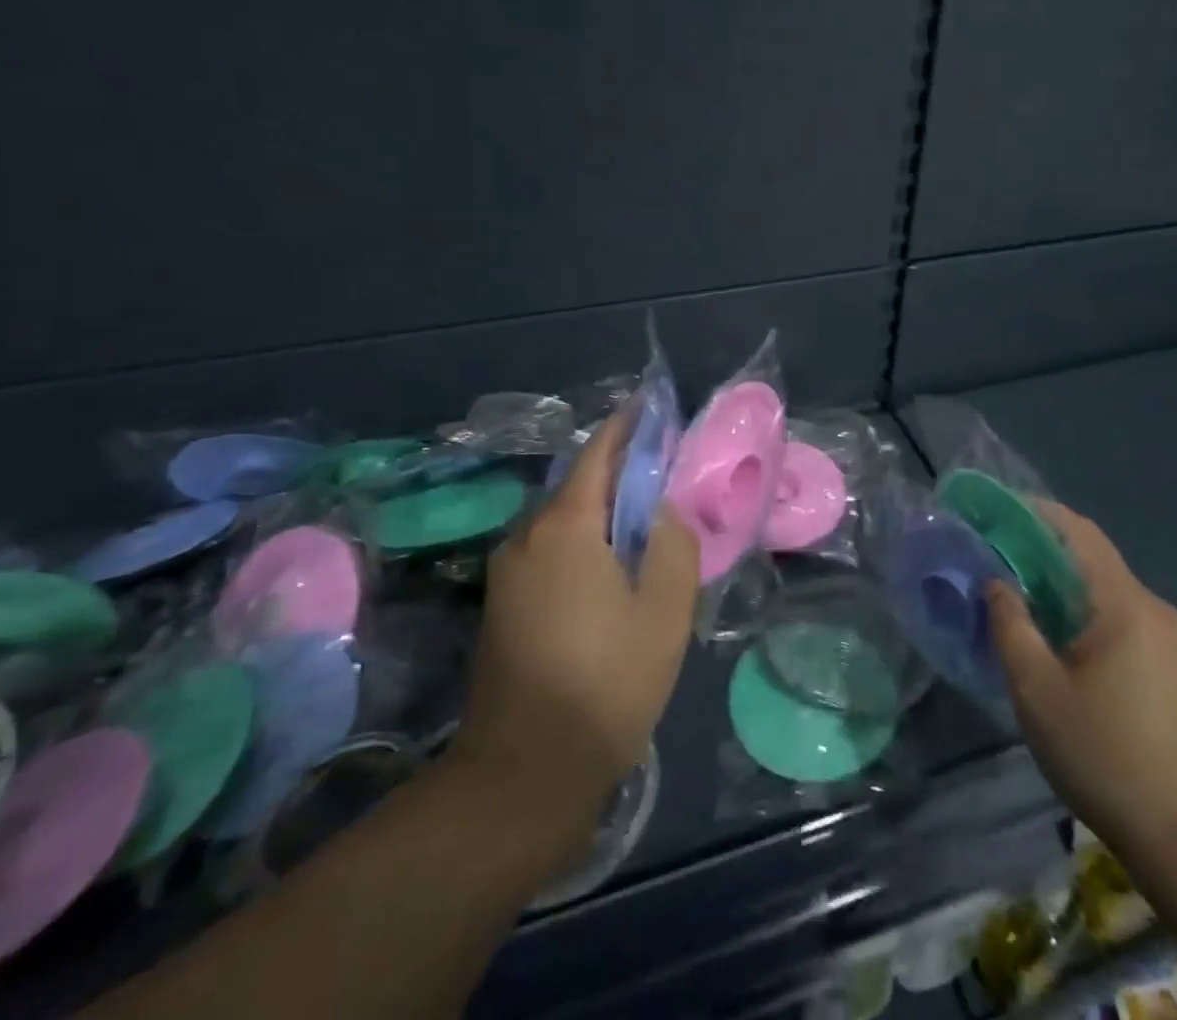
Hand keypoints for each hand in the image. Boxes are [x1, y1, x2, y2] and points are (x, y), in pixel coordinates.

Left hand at [451, 414, 699, 817]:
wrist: (523, 772)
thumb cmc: (606, 683)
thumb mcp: (665, 610)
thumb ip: (673, 543)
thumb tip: (662, 508)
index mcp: (566, 527)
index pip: (597, 453)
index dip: (627, 426)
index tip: (652, 405)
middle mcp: (527, 535)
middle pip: (579, 484)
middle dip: (621, 471)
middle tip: (666, 474)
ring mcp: (507, 570)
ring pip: (564, 518)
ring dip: (602, 510)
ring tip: (646, 522)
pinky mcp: (502, 601)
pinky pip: (550, 548)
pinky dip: (584, 539)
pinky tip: (612, 565)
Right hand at [987, 501, 1176, 862]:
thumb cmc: (1104, 755)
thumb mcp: (1037, 690)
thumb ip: (1011, 625)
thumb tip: (997, 582)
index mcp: (1126, 605)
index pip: (1079, 532)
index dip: (1036, 513)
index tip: (995, 511)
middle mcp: (1154, 609)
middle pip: (1092, 558)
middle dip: (1041, 550)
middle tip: (994, 557)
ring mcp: (1169, 637)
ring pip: (1104, 589)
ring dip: (1060, 584)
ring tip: (1015, 596)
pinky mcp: (1172, 663)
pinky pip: (1118, 616)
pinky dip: (1081, 611)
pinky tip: (1055, 635)